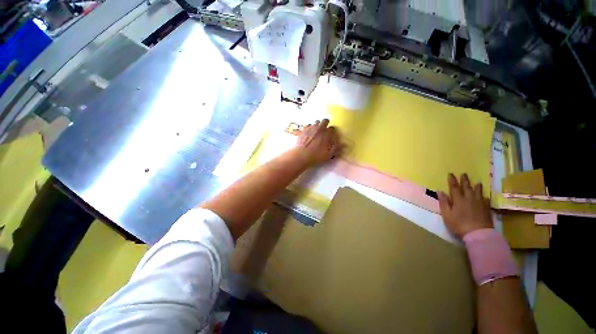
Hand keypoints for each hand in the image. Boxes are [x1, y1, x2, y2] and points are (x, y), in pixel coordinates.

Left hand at [293, 119, 341, 165]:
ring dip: (317, 125)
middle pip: (324, 121)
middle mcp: (319, 129)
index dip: (332, 131)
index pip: (332, 128)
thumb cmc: (316, 156)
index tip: (331, 134)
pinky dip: (308, 127)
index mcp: (327, 134)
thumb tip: (344, 144)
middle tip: (324, 129)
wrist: (302, 155)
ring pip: (315, 122)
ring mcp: (310, 128)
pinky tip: (307, 131)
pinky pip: (307, 125)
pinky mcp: (303, 130)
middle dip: (325, 124)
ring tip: (316, 130)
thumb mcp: (328, 155)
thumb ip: (336, 148)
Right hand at [438, 173, 493, 237]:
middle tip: (464, 174)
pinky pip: (486, 200)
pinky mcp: (486, 209)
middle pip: (466, 187)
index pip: (454, 187)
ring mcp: (479, 203)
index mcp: (458, 200)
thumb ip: (444, 202)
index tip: (450, 174)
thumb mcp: (447, 214)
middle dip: (464, 180)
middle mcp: (469, 199)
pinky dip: (484, 197)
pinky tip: (485, 197)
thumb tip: (440, 191)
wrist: (478, 234)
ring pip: (478, 192)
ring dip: (477, 187)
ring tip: (477, 182)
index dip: (452, 180)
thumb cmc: (459, 224)